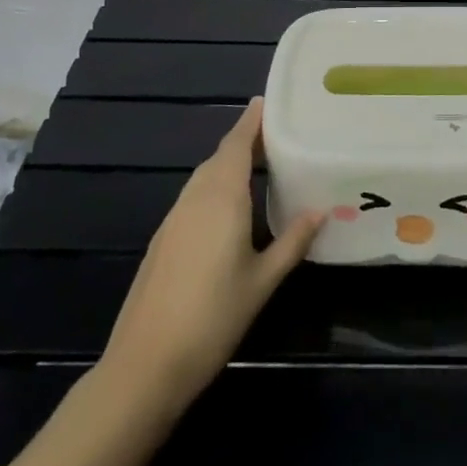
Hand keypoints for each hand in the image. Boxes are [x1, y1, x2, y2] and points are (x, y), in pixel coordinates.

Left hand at [99, 98, 323, 414]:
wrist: (145, 364)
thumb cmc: (213, 317)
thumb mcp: (263, 280)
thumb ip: (292, 241)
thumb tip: (321, 210)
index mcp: (221, 198)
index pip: (236, 145)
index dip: (251, 121)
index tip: (267, 101)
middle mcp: (195, 198)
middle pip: (220, 157)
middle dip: (244, 141)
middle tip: (276, 135)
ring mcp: (174, 219)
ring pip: (204, 177)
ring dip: (228, 164)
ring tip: (259, 165)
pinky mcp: (163, 239)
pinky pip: (194, 197)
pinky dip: (214, 187)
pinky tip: (229, 208)